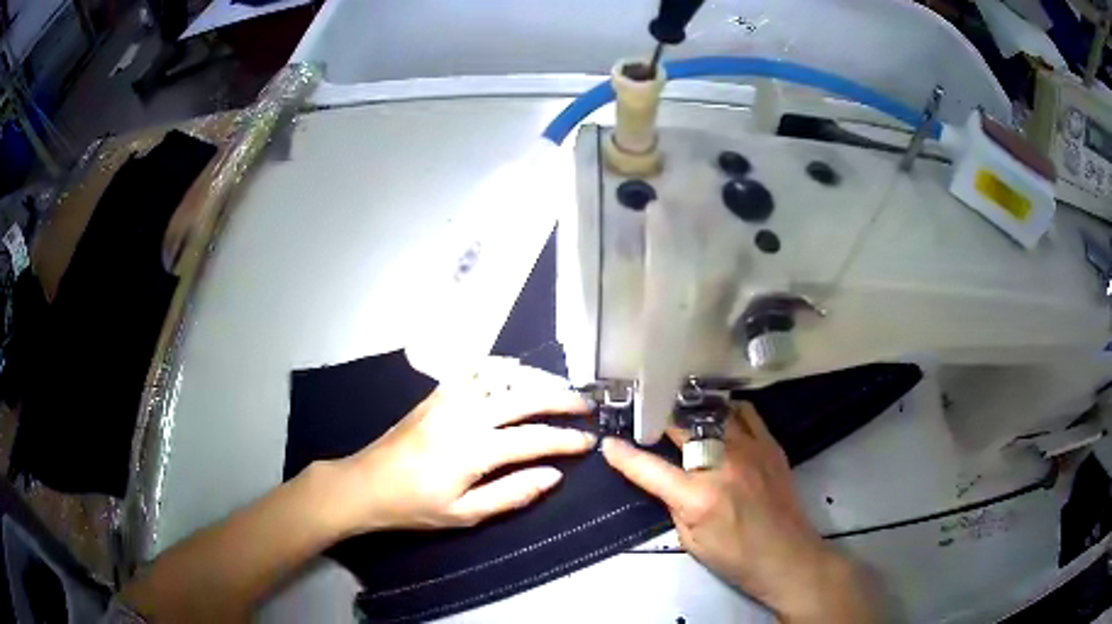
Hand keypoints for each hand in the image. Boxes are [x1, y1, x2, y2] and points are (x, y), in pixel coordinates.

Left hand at [330, 358, 594, 533]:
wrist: (366, 483)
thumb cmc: (415, 506)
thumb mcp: (465, 514)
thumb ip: (512, 494)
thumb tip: (553, 476)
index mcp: (475, 450)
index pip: (534, 439)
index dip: (566, 440)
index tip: (589, 441)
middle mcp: (466, 415)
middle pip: (524, 397)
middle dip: (561, 399)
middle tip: (585, 406)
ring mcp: (449, 398)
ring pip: (502, 377)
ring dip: (536, 379)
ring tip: (558, 389)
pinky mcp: (436, 394)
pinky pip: (474, 370)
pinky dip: (500, 366)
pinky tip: (514, 371)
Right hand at [602, 403, 873, 622]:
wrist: (787, 556)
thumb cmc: (735, 557)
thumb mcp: (691, 542)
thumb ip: (674, 505)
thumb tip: (665, 480)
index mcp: (697, 497)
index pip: (649, 469)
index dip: (623, 456)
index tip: (607, 443)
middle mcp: (723, 465)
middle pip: (681, 429)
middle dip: (657, 422)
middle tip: (644, 418)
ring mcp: (750, 450)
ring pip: (713, 414)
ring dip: (691, 413)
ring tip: (679, 412)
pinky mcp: (770, 446)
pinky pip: (745, 414)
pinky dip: (725, 411)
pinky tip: (717, 416)